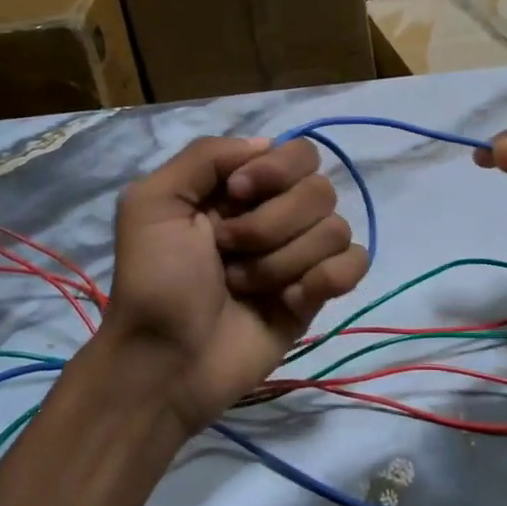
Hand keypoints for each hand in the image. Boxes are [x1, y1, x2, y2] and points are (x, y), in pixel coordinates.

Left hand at [99, 136, 368, 435]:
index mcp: (241, 189)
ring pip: (335, 229)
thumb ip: (206, 156)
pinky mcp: (316, 295)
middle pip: (320, 189)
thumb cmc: (154, 282)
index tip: (235, 194)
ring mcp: (299, 256)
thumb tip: (267, 144)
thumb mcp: (152, 203)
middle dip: (271, 223)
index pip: (296, 152)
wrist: (165, 362)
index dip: (274, 170)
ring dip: (283, 260)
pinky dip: (327, 278)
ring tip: (243, 286)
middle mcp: (275, 215)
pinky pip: (354, 264)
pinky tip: (292, 300)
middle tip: (228, 250)